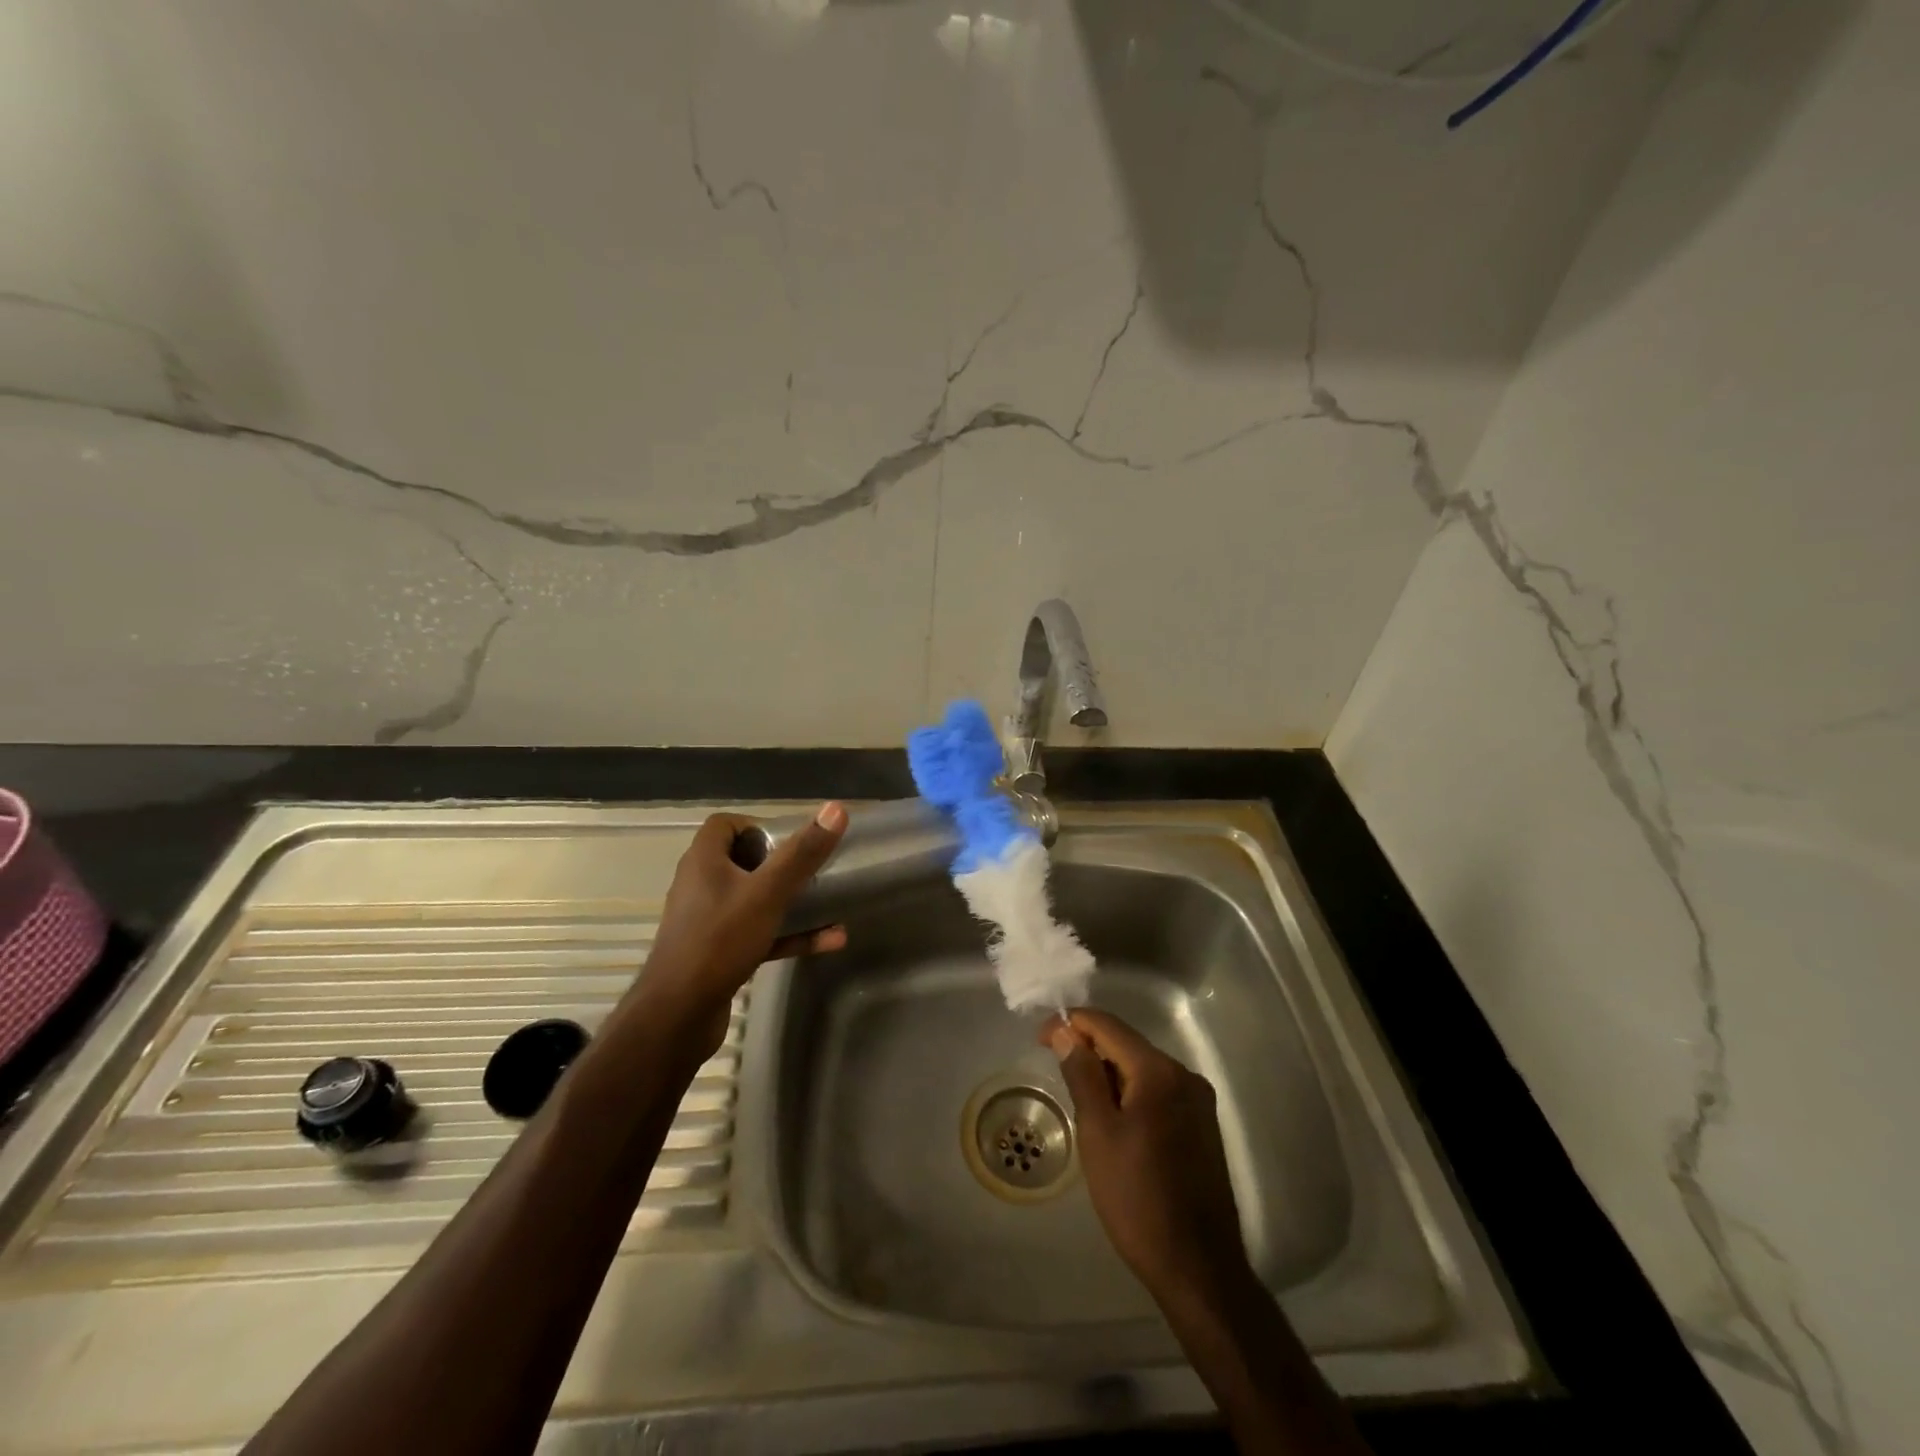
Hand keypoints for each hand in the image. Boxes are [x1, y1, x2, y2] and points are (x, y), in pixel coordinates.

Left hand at [634, 803, 848, 1058]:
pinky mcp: (718, 954)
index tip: (790, 838)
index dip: (758, 824)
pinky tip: (829, 941)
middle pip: (742, 861)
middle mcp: (701, 886)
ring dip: (791, 901)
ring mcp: (709, 922)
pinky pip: (760, 934)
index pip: (725, 825)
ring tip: (828, 900)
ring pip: (755, 900)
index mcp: (703, 861)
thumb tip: (836, 809)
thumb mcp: (767, 893)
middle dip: (780, 862)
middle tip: (812, 867)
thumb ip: (801, 853)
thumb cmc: (719, 942)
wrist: (677, 1017)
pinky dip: (790, 934)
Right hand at [1045, 1008, 1253, 1311]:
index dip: (1071, 1023)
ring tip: (1081, 1100)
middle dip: (1089, 1049)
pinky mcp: (1201, 1125)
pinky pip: (1157, 1091)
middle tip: (1056, 1072)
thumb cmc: (1137, 1198)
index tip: (1040, 1040)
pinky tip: (1113, 1120)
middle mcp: (1184, 1075)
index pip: (1108, 1025)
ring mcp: (1197, 1101)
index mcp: (1159, 1071)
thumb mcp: (1097, 1132)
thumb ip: (1082, 1074)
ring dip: (1109, 1073)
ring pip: (1142, 1068)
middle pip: (1127, 1044)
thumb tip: (1065, 1031)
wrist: (1198, 1268)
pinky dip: (1130, 1093)